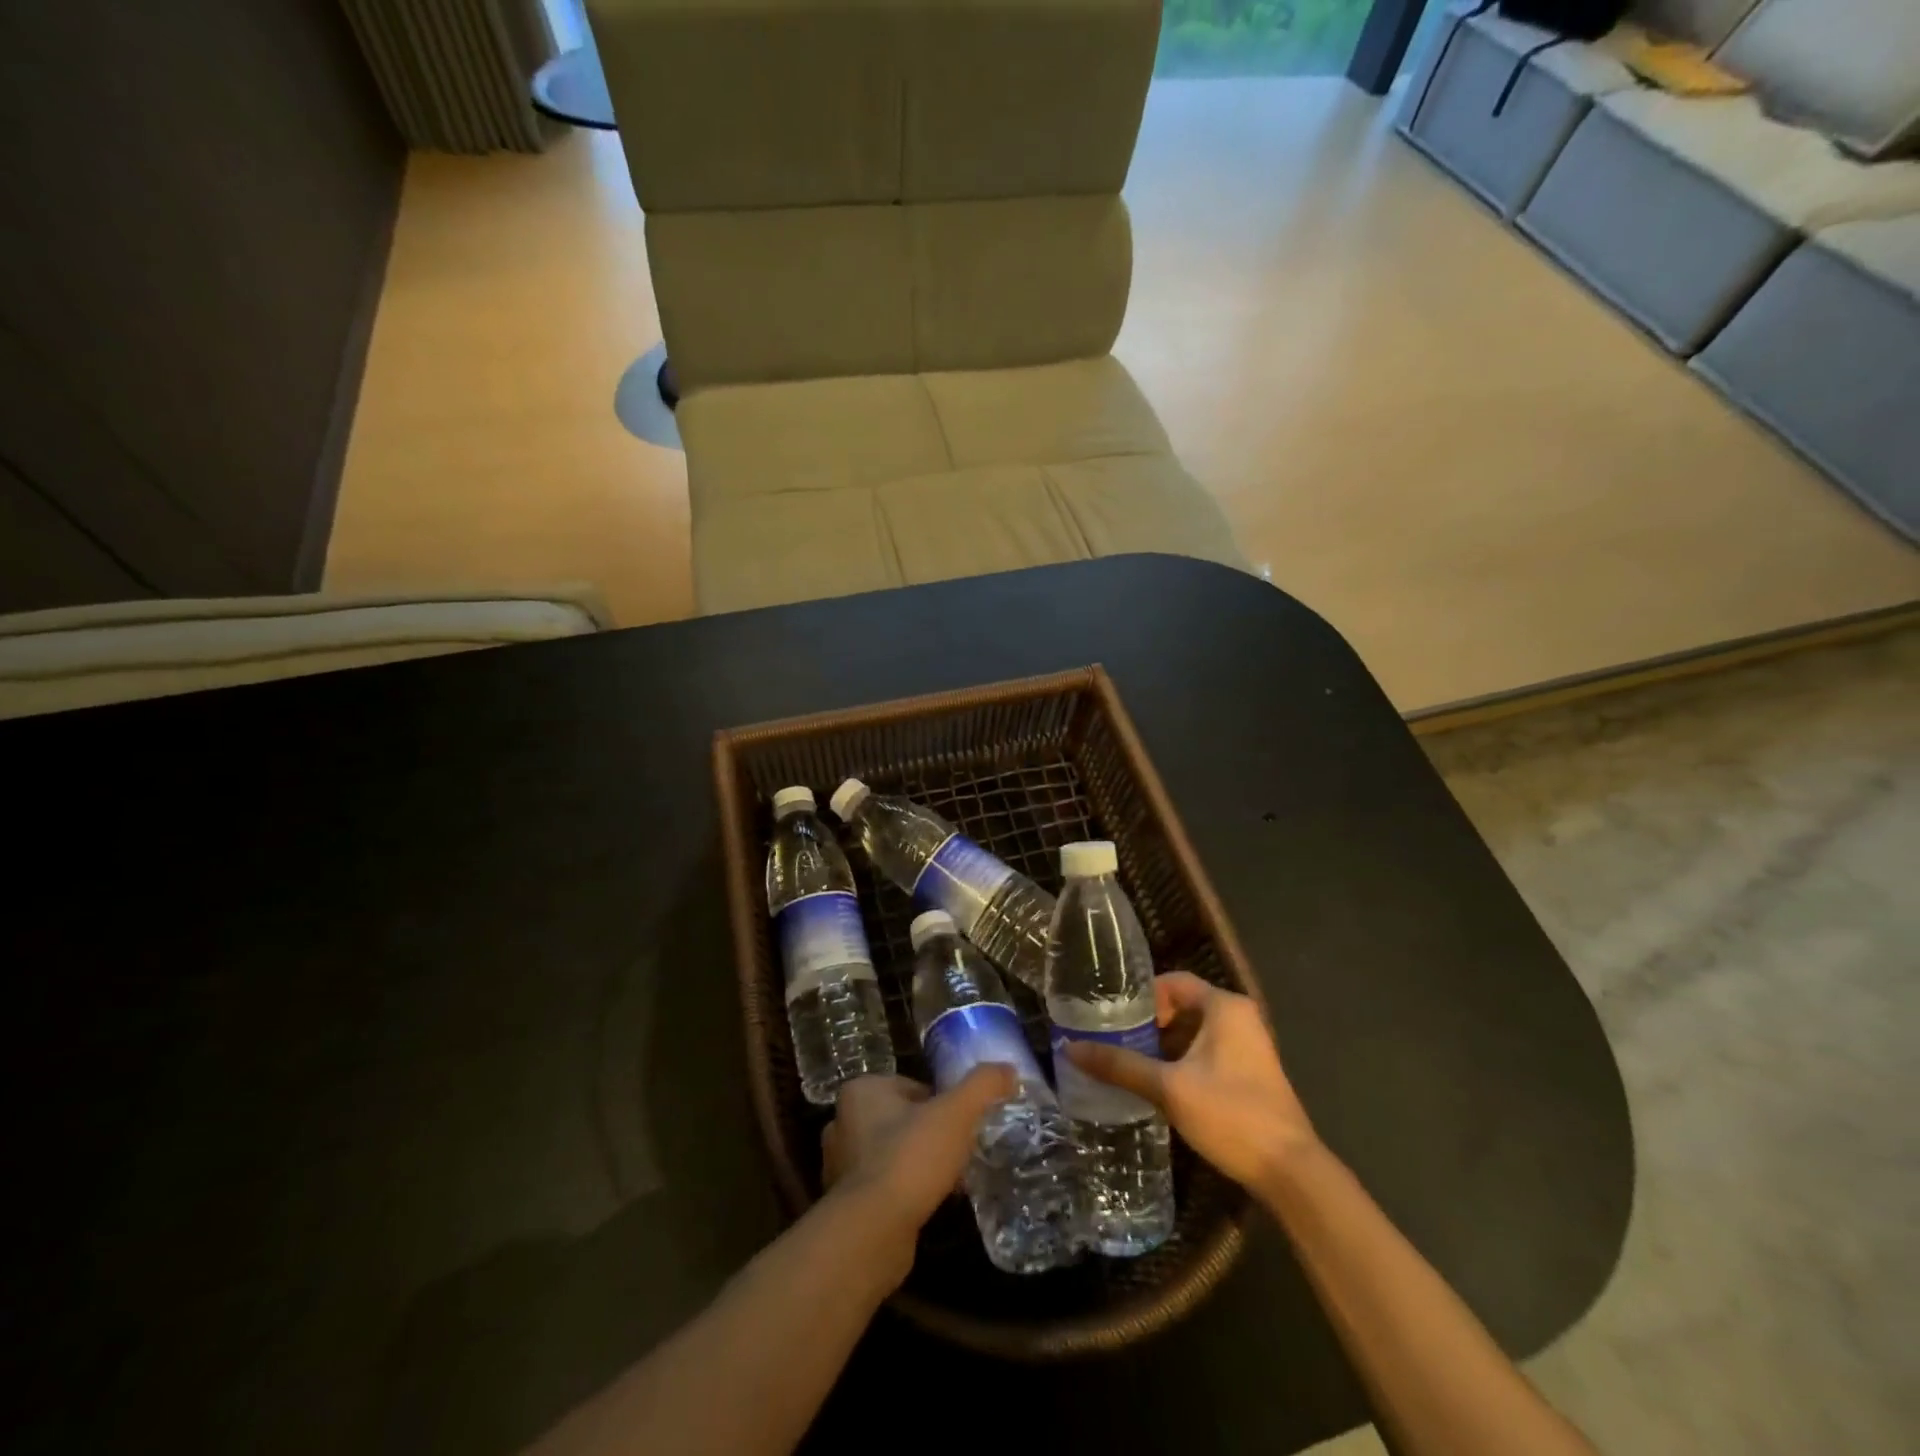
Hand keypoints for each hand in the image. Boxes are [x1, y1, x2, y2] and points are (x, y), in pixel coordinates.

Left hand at [821, 1068, 1013, 1275]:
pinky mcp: (844, 1204)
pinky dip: (905, 1193)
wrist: (872, 1232)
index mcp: (862, 1091)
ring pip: (892, 1154)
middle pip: (902, 1120)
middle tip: (959, 1154)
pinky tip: (928, 1205)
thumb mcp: (956, 1113)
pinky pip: (883, 1187)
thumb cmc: (910, 1158)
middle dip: (930, 1135)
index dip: (941, 1104)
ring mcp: (839, 1165)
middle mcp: (842, 1122)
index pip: (912, 1087)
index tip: (962, 1125)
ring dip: (918, 1165)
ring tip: (949, 1183)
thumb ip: (983, 1085)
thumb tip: (1008, 1069)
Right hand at [1065, 972, 1315, 1189]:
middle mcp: (1240, 1018)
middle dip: (1149, 1023)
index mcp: (1225, 1007)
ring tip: (1128, 1061)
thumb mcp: (1169, 1088)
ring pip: (1194, 1032)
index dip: (1142, 995)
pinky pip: (1207, 1052)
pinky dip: (1182, 1060)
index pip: (1174, 982)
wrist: (1291, 1172)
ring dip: (1164, 1045)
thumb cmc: (1231, 1115)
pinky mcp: (1250, 1073)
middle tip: (1114, 1039)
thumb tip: (1071, 1048)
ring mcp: (1249, 1046)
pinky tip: (1158, 1083)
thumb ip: (1121, 1066)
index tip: (1113, 1015)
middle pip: (1183, 1006)